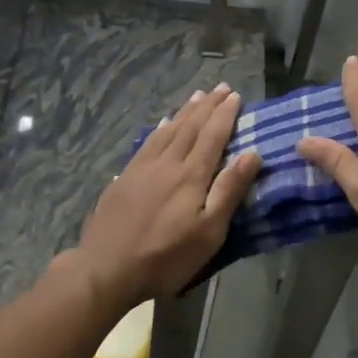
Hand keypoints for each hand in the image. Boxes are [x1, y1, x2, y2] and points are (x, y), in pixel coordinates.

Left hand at [73, 83, 261, 303]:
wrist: (106, 270)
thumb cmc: (166, 258)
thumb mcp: (208, 232)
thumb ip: (229, 191)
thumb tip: (252, 154)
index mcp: (190, 176)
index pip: (212, 137)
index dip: (225, 115)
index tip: (236, 95)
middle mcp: (166, 164)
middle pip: (189, 128)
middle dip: (207, 106)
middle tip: (221, 87)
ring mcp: (141, 170)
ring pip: (167, 131)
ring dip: (184, 112)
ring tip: (197, 97)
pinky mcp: (123, 180)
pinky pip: (146, 143)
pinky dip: (159, 129)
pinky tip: (162, 124)